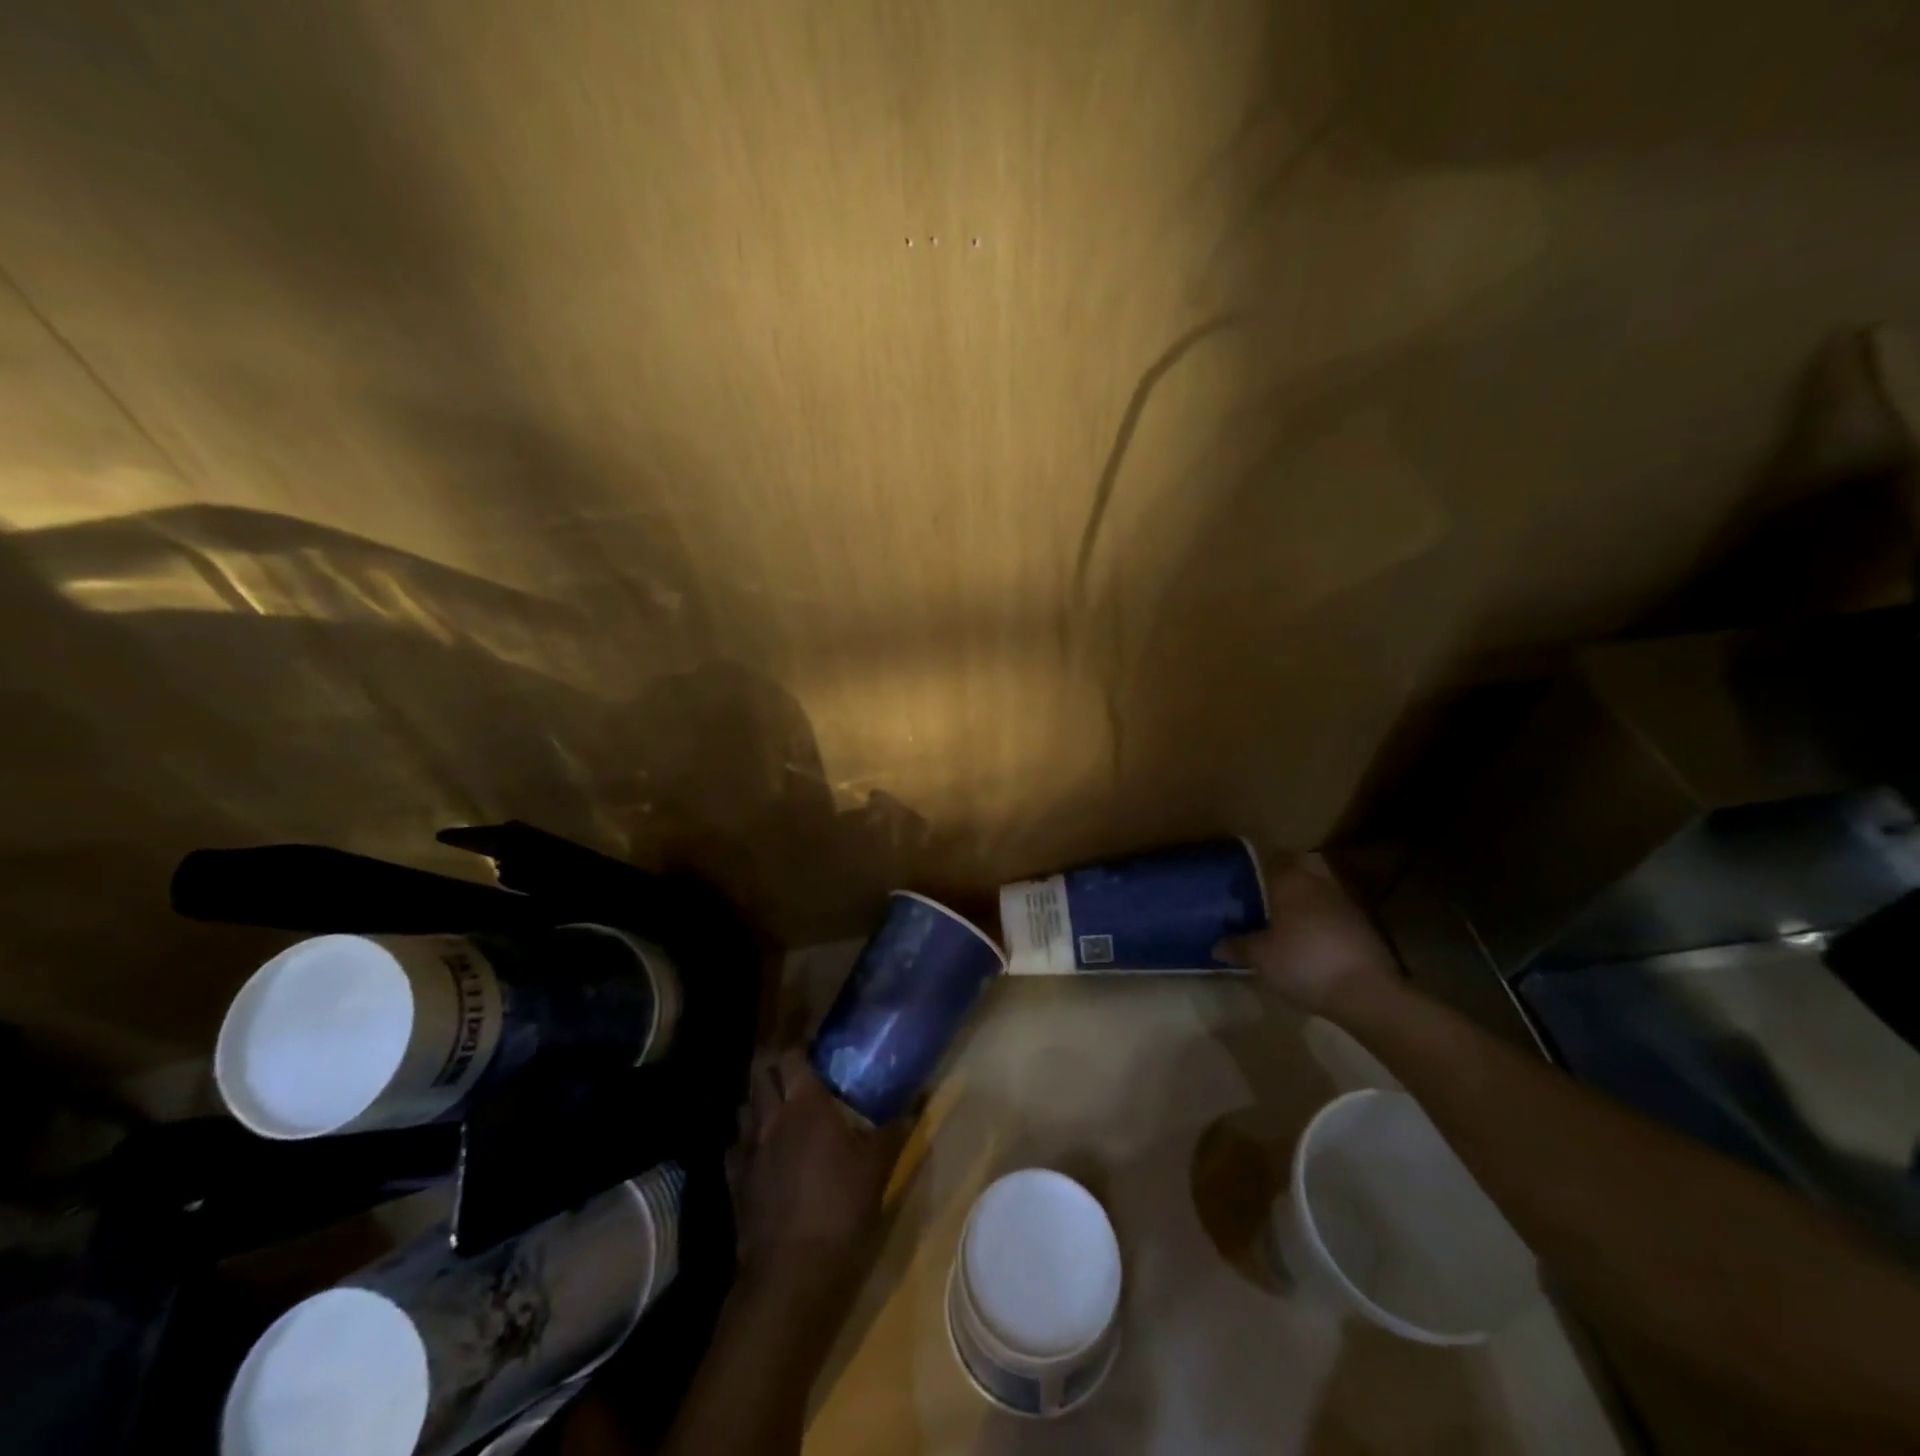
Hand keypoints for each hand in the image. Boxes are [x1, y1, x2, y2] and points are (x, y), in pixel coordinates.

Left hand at [735, 1050, 907, 1295]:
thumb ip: (894, 1131)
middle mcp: (771, 1117)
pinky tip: (761, 1154)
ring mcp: (748, 1149)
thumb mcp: (877, 1167)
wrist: (791, 1271)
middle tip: (795, 1077)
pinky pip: (735, 1147)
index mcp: (805, 1104)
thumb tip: (916, 1106)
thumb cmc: (840, 1206)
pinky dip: (746, 1142)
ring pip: (744, 1108)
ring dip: (758, 1103)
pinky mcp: (734, 1181)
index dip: (799, 1049)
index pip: (791, 1056)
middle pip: (760, 1075)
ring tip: (777, 1111)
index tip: (813, 1050)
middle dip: (774, 1070)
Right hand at [1216, 854, 1403, 1017]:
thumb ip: (1238, 947)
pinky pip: (1336, 912)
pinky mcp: (1365, 926)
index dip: (1261, 865)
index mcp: (1290, 882)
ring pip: (1321, 888)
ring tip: (1289, 920)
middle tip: (1268, 894)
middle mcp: (1318, 883)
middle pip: (1303, 866)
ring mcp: (1346, 903)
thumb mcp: (1261, 959)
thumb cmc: (1303, 963)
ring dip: (1307, 898)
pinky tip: (1313, 942)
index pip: (1275, 858)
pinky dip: (1324, 920)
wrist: (1366, 992)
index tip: (1248, 878)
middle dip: (1288, 875)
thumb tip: (1217, 945)